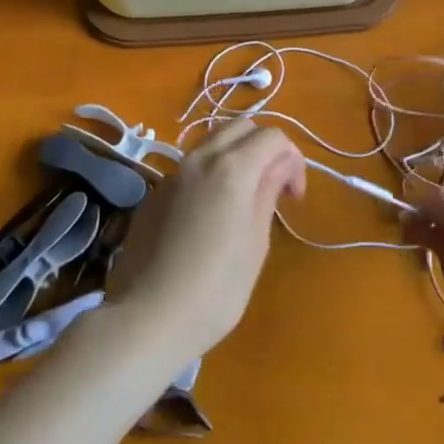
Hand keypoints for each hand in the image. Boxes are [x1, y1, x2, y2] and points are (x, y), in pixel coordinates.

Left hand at [104, 121, 305, 369]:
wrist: (148, 317)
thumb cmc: (216, 288)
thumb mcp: (256, 242)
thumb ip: (268, 193)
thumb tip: (279, 166)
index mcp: (232, 168)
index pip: (272, 136)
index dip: (293, 160)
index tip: (294, 198)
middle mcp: (199, 159)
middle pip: (240, 127)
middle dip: (264, 147)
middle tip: (274, 186)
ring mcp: (172, 175)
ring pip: (211, 143)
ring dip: (236, 156)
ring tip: (244, 199)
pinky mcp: (154, 194)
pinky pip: (190, 168)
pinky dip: (210, 175)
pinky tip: (210, 216)